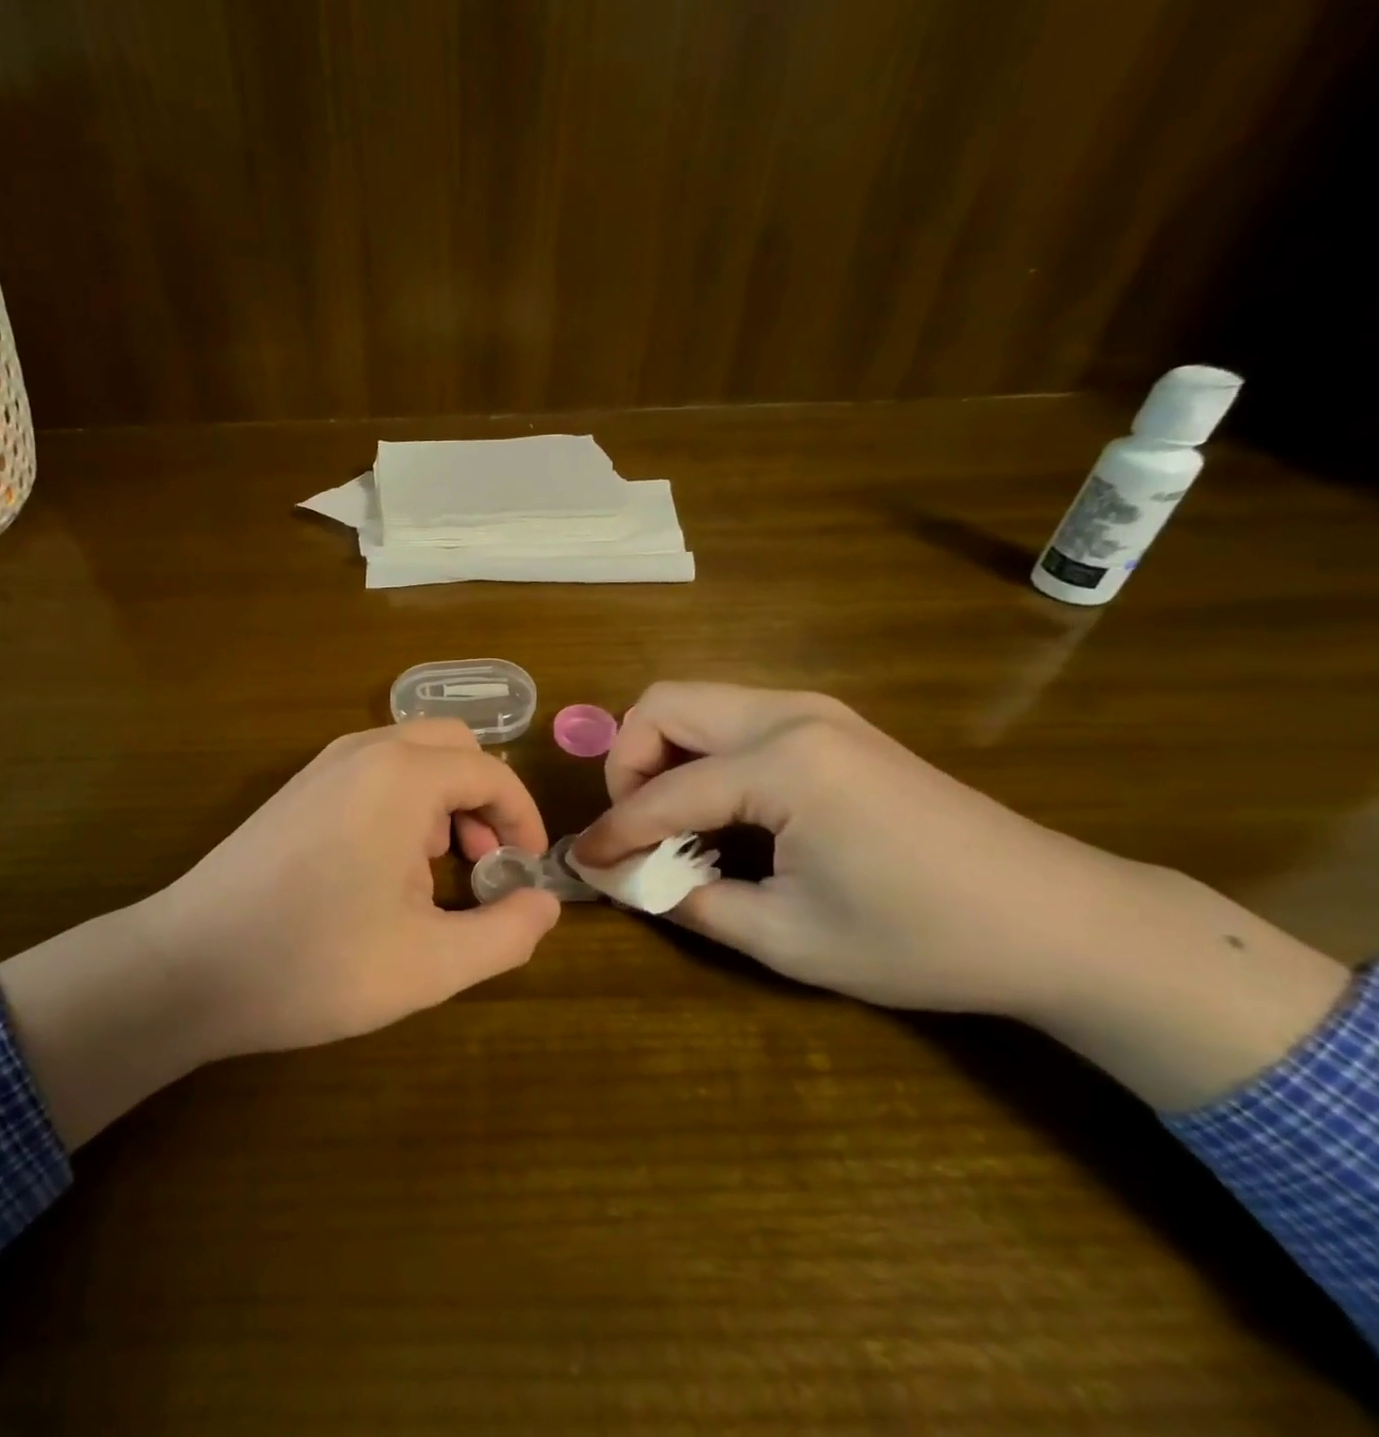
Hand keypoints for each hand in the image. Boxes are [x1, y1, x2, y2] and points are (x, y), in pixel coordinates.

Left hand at [144, 718, 560, 1055]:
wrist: (188, 967)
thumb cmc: (313, 964)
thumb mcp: (430, 965)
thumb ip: (505, 933)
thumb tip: (545, 902)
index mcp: (402, 777)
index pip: (491, 773)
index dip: (523, 821)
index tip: (526, 873)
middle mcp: (364, 752)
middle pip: (453, 747)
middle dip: (483, 799)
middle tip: (482, 864)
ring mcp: (323, 765)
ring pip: (412, 755)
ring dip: (443, 800)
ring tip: (436, 871)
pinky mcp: (297, 789)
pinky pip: (373, 772)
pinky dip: (403, 802)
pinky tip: (385, 867)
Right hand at [573, 682, 1347, 1108]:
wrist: (1059, 920)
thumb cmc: (921, 939)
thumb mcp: (787, 937)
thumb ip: (686, 900)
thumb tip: (617, 878)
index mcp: (783, 763)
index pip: (662, 792)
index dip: (613, 832)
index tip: (582, 864)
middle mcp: (791, 713)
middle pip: (663, 704)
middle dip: (628, 763)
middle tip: (636, 827)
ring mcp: (815, 710)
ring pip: (695, 702)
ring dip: (662, 753)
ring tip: (672, 821)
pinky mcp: (830, 724)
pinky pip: (733, 718)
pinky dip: (701, 754)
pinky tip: (720, 810)